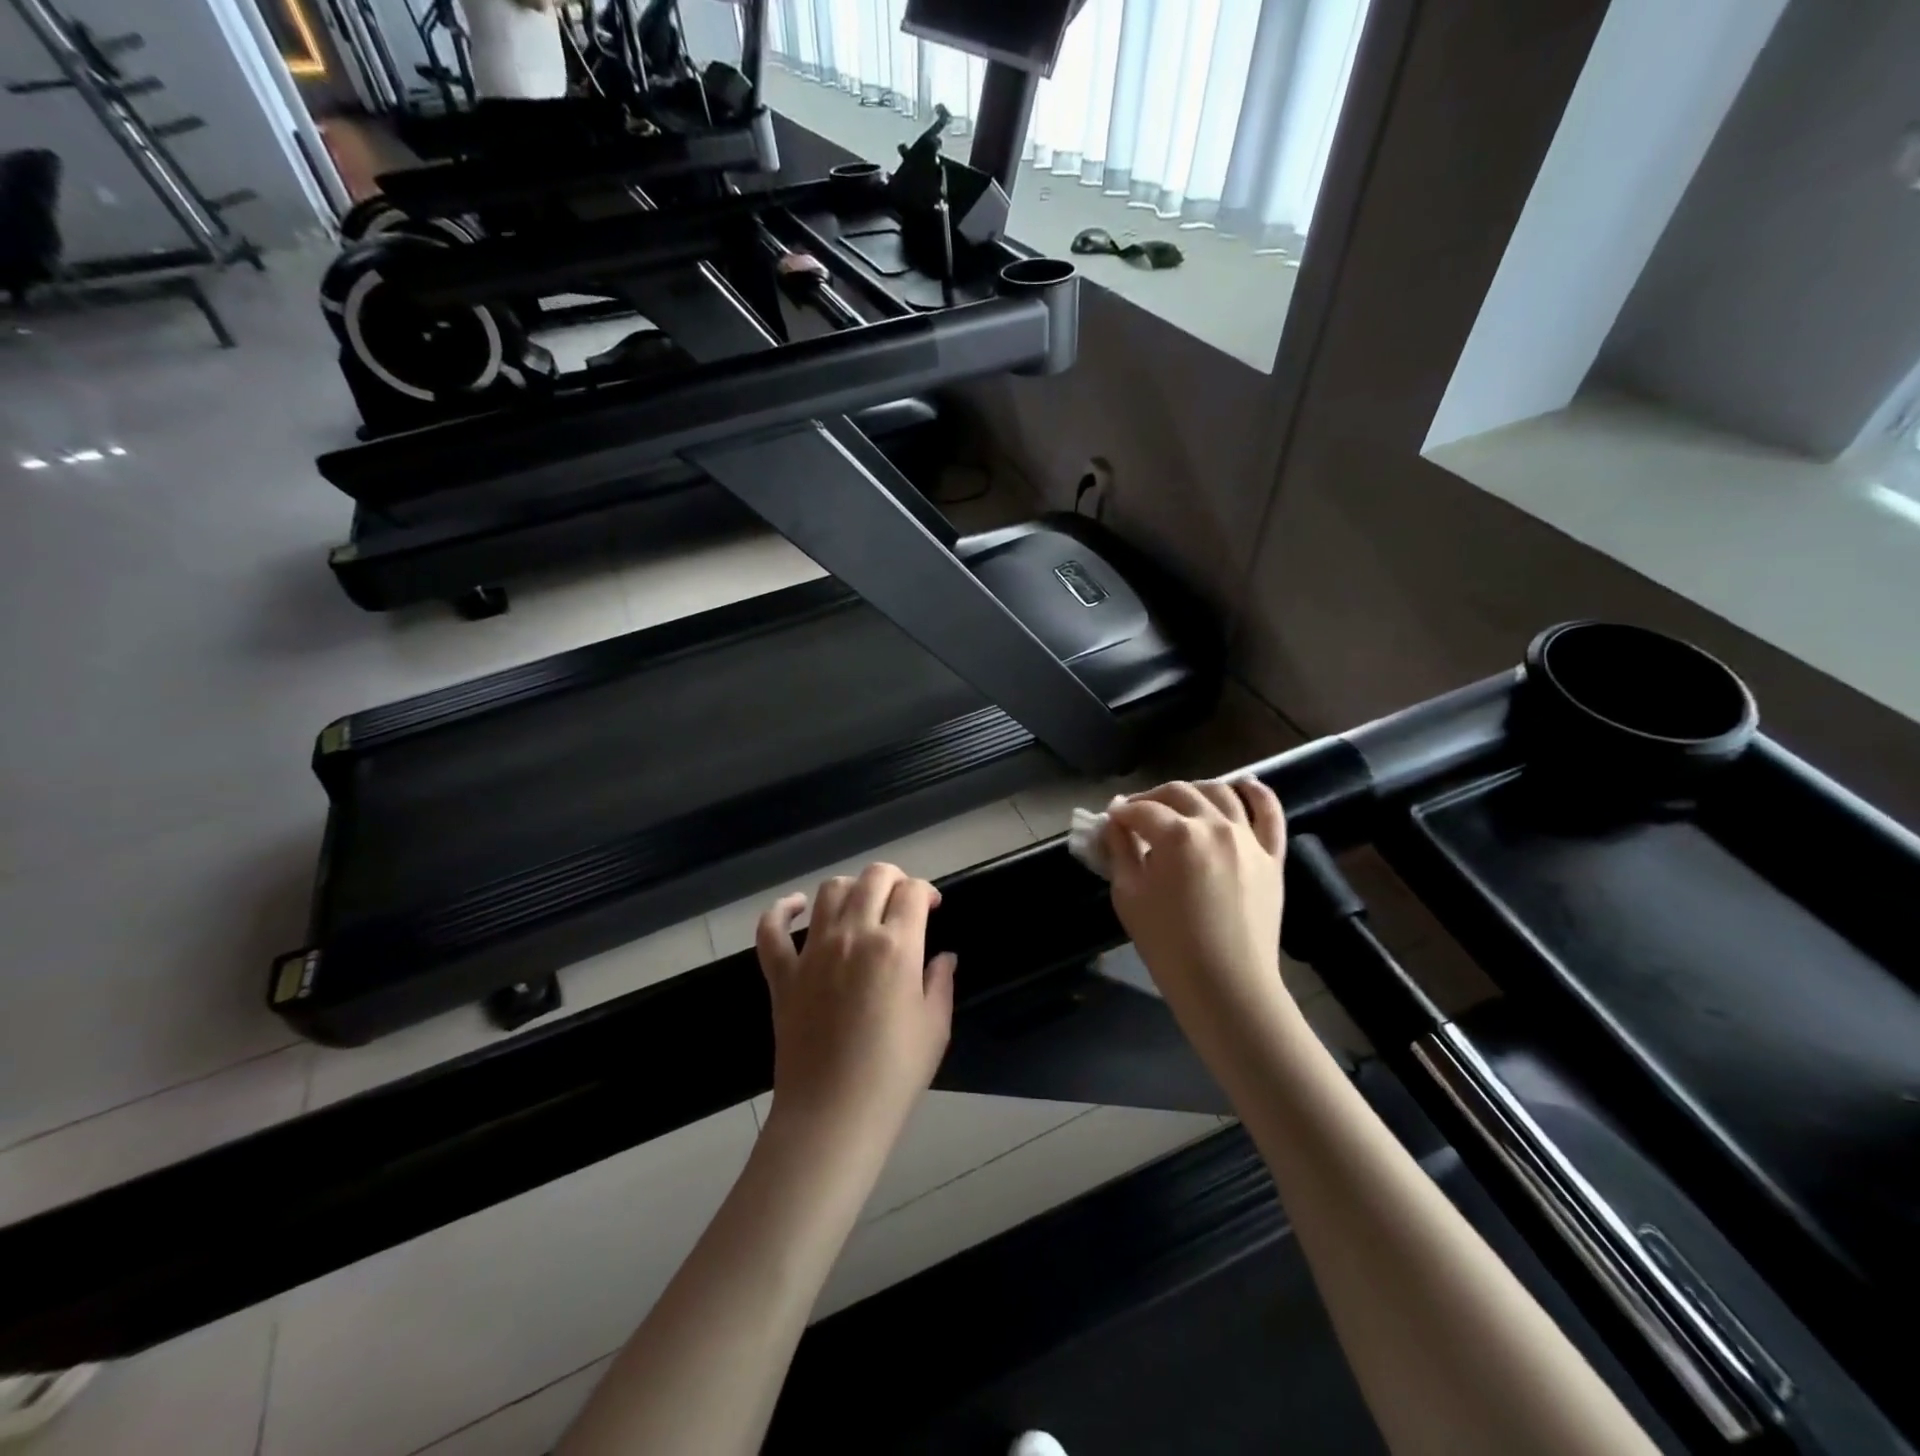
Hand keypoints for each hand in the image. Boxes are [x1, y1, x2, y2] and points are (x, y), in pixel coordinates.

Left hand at [755, 863, 956, 1147]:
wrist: (832, 1115)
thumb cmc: (893, 1074)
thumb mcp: (935, 1027)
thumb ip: (940, 982)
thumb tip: (943, 958)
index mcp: (896, 946)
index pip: (912, 890)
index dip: (926, 891)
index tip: (931, 908)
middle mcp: (853, 935)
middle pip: (873, 877)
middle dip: (894, 879)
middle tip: (902, 901)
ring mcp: (812, 952)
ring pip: (829, 891)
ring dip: (851, 887)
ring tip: (862, 905)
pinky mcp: (782, 973)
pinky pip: (771, 930)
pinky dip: (781, 911)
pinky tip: (795, 907)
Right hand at [1104, 780, 1290, 1029]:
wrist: (1227, 986)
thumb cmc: (1168, 945)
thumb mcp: (1129, 895)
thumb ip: (1120, 851)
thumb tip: (1115, 823)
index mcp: (1177, 834)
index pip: (1140, 810)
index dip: (1120, 813)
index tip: (1110, 821)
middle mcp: (1215, 825)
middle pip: (1178, 792)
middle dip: (1151, 798)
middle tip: (1136, 816)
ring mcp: (1249, 838)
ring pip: (1221, 792)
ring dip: (1194, 790)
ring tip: (1179, 803)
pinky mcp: (1272, 856)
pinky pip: (1270, 813)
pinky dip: (1257, 793)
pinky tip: (1245, 784)